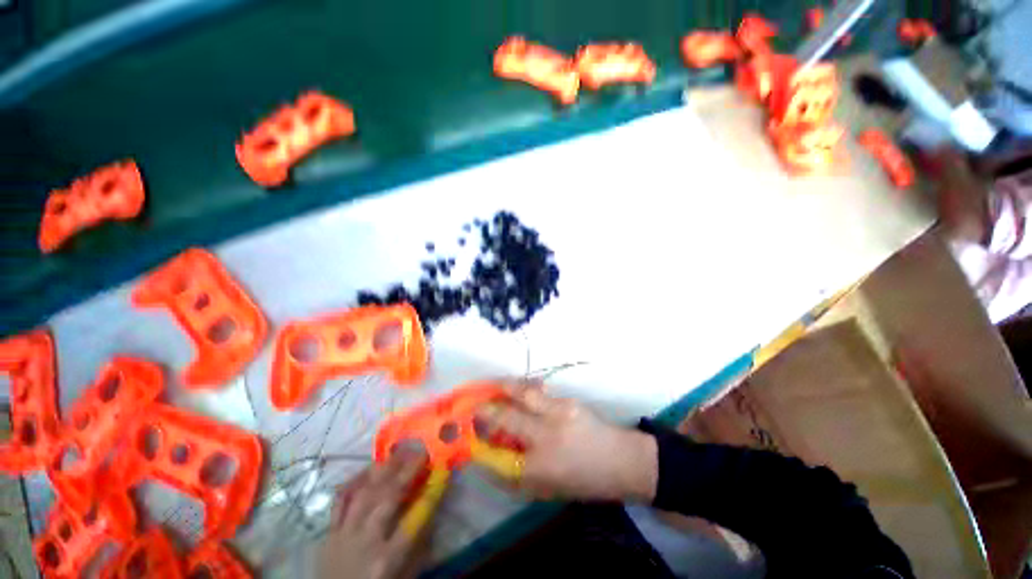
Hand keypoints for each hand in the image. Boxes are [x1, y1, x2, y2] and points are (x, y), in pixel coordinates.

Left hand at [317, 451, 430, 578]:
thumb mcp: (405, 578)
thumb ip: (419, 547)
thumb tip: (431, 510)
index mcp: (386, 560)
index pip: (415, 519)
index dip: (433, 491)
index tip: (444, 470)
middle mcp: (365, 542)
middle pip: (388, 498)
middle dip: (408, 471)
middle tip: (422, 451)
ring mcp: (343, 535)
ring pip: (364, 493)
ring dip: (383, 469)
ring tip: (399, 452)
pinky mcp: (328, 532)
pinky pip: (340, 500)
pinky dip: (354, 481)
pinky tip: (368, 468)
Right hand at [477, 382, 657, 501]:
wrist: (621, 460)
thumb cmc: (584, 481)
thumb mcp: (548, 489)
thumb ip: (517, 475)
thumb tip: (490, 459)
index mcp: (541, 467)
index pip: (499, 455)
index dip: (480, 442)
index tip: (467, 433)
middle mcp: (546, 436)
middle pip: (506, 416)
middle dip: (485, 408)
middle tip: (473, 402)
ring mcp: (558, 412)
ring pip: (523, 393)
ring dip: (503, 387)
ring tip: (491, 384)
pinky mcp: (567, 400)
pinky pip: (538, 390)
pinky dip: (523, 387)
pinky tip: (516, 388)